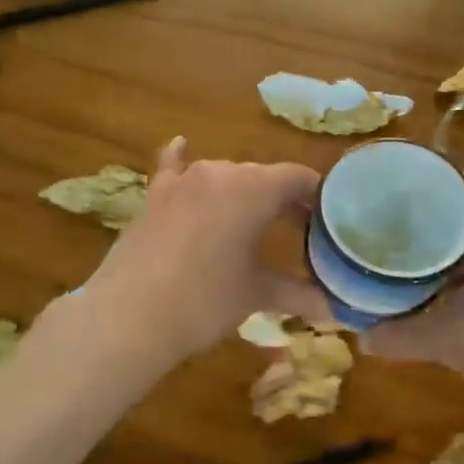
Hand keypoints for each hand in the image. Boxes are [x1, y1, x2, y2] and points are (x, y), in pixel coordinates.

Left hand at [79, 137, 329, 364]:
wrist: (128, 317)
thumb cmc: (204, 302)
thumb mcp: (256, 295)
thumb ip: (299, 294)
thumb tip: (334, 311)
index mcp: (254, 189)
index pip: (298, 177)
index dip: (318, 197)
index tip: (327, 221)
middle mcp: (220, 172)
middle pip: (263, 177)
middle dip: (283, 200)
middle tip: (298, 231)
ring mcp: (182, 180)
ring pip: (225, 176)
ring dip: (243, 194)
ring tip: (253, 222)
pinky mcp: (154, 195)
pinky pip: (174, 168)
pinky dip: (182, 161)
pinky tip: (182, 147)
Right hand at [362, 174, 463, 418]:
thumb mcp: (450, 341)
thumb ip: (402, 335)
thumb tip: (363, 339)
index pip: (458, 181)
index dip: (422, 187)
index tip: (389, 200)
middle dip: (438, 217)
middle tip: (396, 230)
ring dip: (463, 241)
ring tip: (423, 255)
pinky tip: (463, 284)